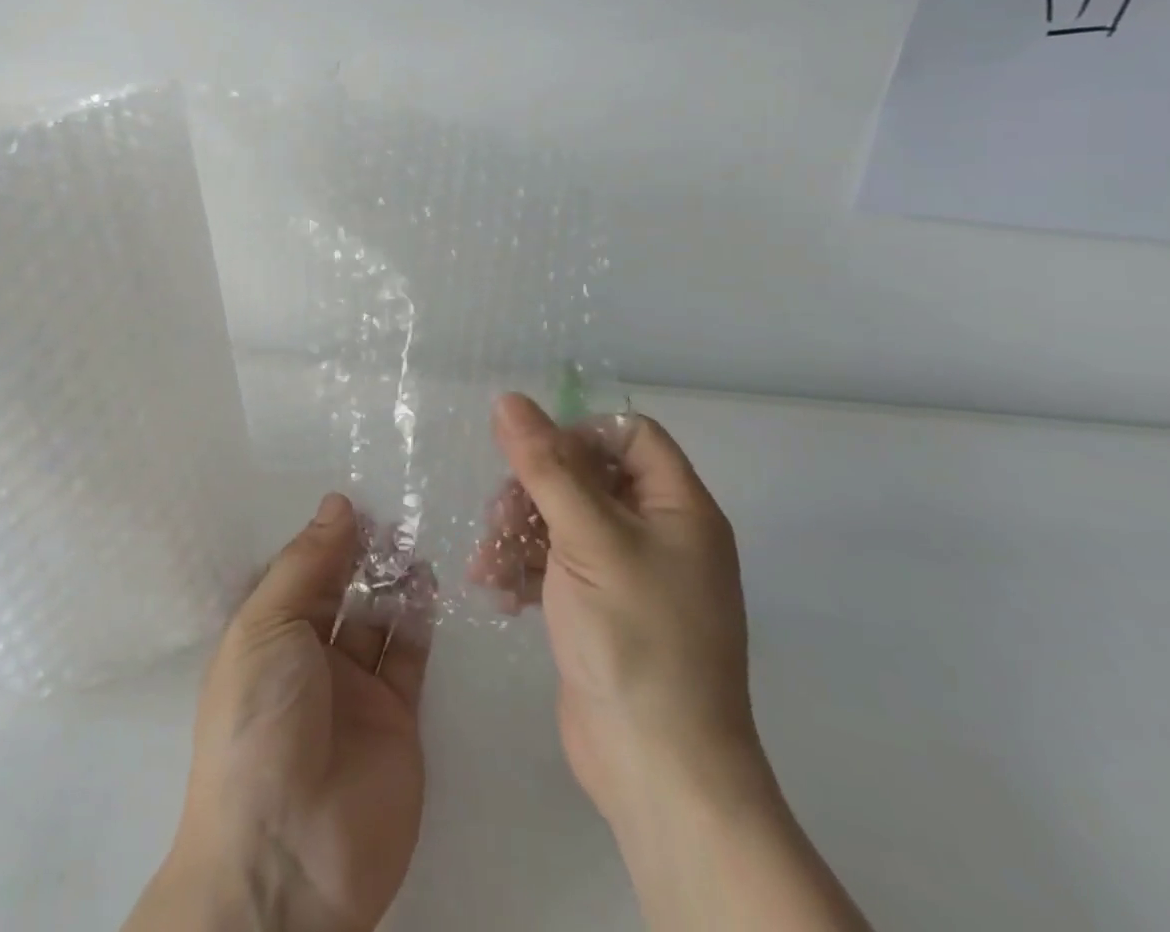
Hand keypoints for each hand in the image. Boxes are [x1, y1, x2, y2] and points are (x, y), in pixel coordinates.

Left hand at [127, 493, 433, 931]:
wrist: (287, 855)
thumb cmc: (259, 722)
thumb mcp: (267, 628)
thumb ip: (306, 564)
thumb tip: (336, 504)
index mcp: (269, 635)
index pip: (301, 574)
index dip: (326, 539)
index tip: (357, 501)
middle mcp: (310, 656)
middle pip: (342, 592)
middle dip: (363, 555)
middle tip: (394, 514)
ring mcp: (355, 688)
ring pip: (378, 617)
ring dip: (394, 580)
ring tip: (414, 539)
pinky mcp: (398, 718)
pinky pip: (409, 655)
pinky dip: (419, 618)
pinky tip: (428, 582)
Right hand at [468, 396, 762, 831]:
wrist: (658, 771)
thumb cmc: (635, 638)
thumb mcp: (587, 538)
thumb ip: (545, 465)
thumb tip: (509, 399)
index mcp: (678, 507)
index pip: (629, 434)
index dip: (579, 433)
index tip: (533, 456)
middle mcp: (659, 533)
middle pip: (587, 474)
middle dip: (535, 489)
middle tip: (500, 516)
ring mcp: (628, 573)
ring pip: (563, 518)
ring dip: (519, 531)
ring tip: (490, 562)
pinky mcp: (601, 608)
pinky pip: (556, 562)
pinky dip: (524, 568)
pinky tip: (497, 590)